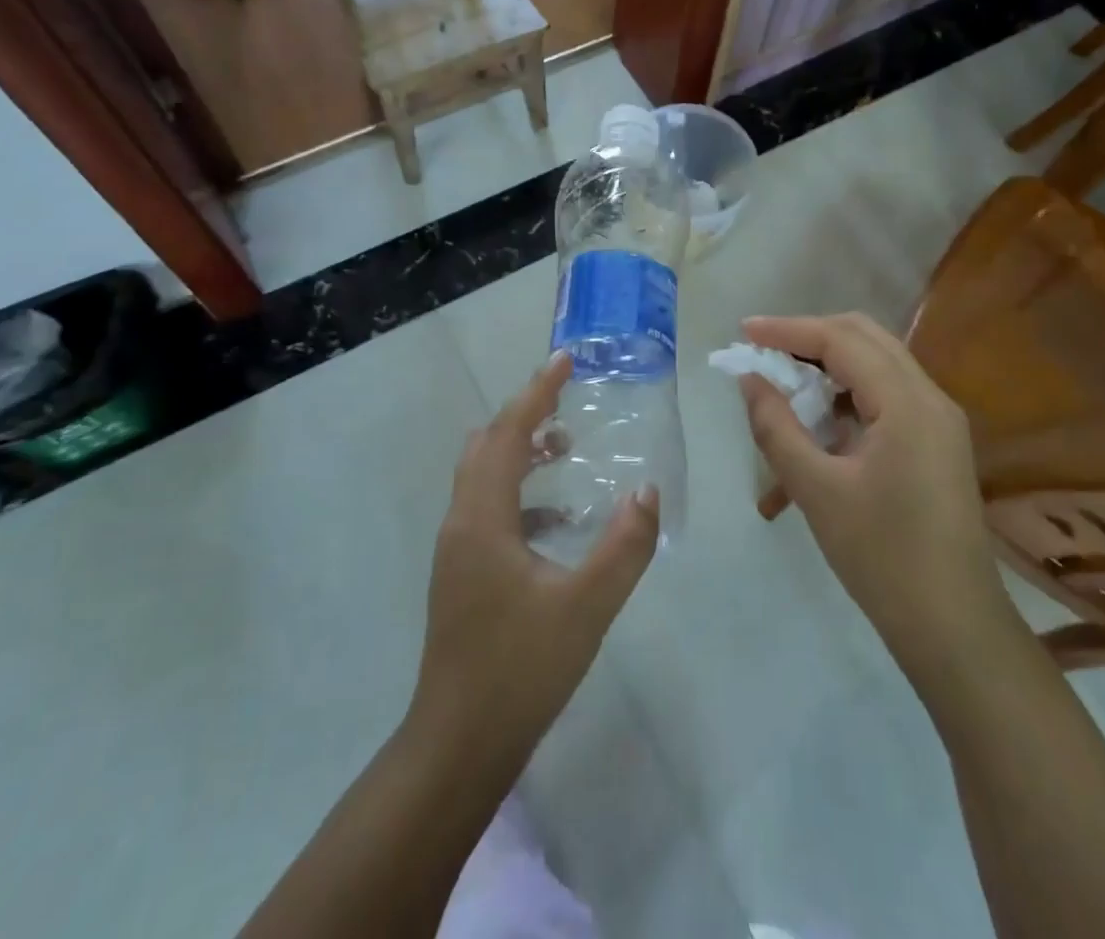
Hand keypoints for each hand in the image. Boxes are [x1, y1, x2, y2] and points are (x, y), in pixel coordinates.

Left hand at [408, 352, 659, 767]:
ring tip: (565, 450)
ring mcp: (457, 549)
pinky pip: (488, 509)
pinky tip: (558, 520)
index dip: (536, 391)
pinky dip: (519, 493)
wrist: (458, 745)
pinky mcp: (462, 573)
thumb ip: (623, 546)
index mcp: (482, 516)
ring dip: (520, 453)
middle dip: (525, 416)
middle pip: (487, 445)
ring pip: (483, 476)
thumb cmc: (519, 669)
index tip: (564, 360)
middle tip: (567, 403)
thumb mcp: (586, 607)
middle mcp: (461, 521)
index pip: (508, 432)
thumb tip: (647, 490)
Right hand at [740, 313, 1009, 666]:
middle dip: (809, 338)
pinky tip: (814, 431)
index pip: (841, 340)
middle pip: (864, 338)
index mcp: (907, 403)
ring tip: (781, 389)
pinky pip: (884, 399)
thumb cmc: (882, 558)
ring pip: (875, 366)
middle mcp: (930, 398)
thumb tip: (750, 379)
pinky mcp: (935, 443)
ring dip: (826, 368)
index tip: (744, 331)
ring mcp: (938, 421)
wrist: (954, 628)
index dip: (788, 330)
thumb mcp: (816, 489)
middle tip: (763, 351)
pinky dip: (844, 400)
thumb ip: (777, 426)